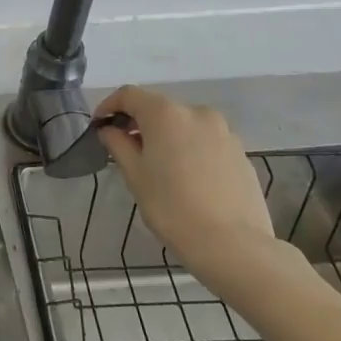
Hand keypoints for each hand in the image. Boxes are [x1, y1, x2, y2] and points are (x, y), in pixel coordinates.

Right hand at [96, 85, 275, 278]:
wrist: (234, 245)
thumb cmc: (172, 208)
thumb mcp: (135, 175)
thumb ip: (118, 145)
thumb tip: (110, 130)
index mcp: (165, 114)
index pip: (129, 95)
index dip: (109, 106)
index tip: (99, 127)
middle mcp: (196, 113)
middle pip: (159, 108)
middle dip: (139, 123)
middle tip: (126, 150)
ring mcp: (224, 132)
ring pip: (185, 125)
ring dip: (167, 137)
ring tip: (159, 166)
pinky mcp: (241, 153)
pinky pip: (206, 142)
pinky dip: (190, 150)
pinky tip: (188, 179)